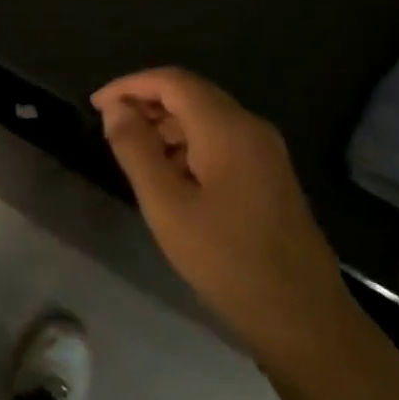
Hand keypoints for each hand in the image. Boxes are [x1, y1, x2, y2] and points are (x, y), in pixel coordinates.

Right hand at [92, 69, 360, 373]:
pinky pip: (220, 139)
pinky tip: (168, 176)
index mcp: (227, 128)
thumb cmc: (226, 260)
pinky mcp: (269, 174)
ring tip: (132, 154)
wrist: (303, 318)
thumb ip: (135, 149)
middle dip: (146, 102)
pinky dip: (186, 143)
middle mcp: (250, 127)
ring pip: (205, 116)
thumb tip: (115, 108)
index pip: (171, 81)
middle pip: (190, 93)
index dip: (129, 85)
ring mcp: (265, 151)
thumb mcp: (166, 205)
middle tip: (109, 128)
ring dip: (164, 124)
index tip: (95, 106)